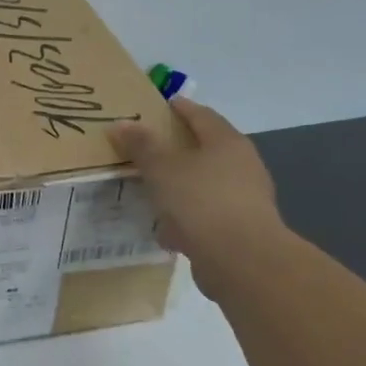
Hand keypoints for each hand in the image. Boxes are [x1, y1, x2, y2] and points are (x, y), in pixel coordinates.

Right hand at [108, 97, 286, 294]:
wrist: (242, 260)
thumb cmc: (201, 201)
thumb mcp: (162, 168)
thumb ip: (141, 145)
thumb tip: (121, 123)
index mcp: (227, 142)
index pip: (202, 115)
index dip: (180, 108)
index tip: (161, 104)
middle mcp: (242, 166)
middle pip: (206, 148)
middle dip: (179, 147)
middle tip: (149, 145)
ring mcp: (244, 199)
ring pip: (205, 183)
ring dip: (181, 184)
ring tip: (151, 188)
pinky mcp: (239, 229)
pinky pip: (206, 214)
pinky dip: (186, 215)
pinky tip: (165, 227)